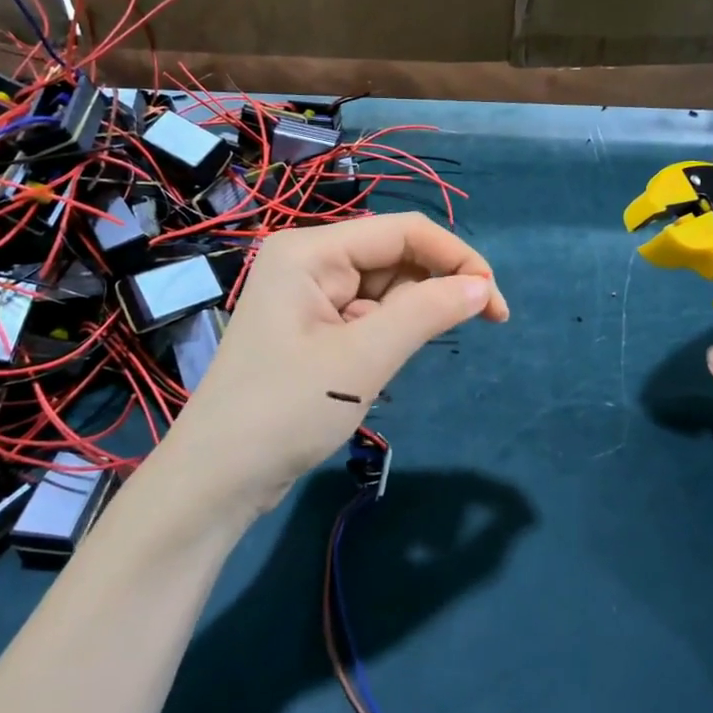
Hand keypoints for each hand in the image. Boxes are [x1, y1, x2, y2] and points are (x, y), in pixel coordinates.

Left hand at [157, 213, 508, 520]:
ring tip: (400, 360)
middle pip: (394, 257)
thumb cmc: (285, 411)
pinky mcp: (310, 330)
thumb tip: (482, 286)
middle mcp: (308, 262)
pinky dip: (388, 335)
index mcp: (311, 250)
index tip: (496, 304)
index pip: (403, 231)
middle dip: (435, 288)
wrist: (217, 480)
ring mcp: (307, 297)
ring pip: (383, 289)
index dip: (457, 258)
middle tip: (479, 328)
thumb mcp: (363, 359)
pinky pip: (365, 316)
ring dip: (411, 317)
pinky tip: (382, 366)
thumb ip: (427, 313)